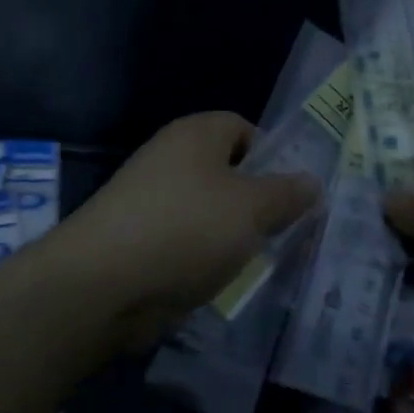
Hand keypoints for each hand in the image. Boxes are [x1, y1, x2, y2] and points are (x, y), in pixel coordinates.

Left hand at [43, 112, 319, 346]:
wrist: (102, 284)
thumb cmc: (185, 229)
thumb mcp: (251, 208)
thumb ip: (286, 194)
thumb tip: (311, 182)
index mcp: (195, 135)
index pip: (242, 128)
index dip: (273, 155)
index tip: (295, 193)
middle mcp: (171, 160)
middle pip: (227, 173)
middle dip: (258, 202)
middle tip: (290, 233)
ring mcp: (152, 202)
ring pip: (209, 213)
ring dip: (234, 237)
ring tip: (263, 263)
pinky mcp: (141, 242)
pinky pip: (187, 244)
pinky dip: (206, 260)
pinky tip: (224, 283)